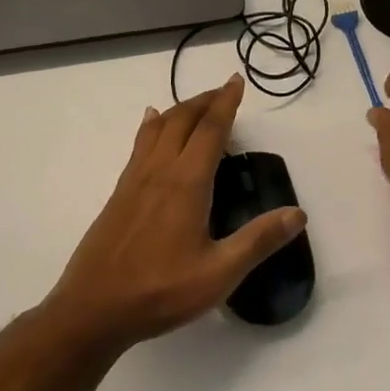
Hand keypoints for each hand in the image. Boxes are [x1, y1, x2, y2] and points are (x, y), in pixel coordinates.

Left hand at [45, 75, 305, 353]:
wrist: (92, 309)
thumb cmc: (160, 291)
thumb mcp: (218, 273)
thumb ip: (258, 241)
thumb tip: (298, 213)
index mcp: (187, 183)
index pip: (210, 129)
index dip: (226, 102)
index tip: (236, 80)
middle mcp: (160, 170)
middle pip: (183, 119)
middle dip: (205, 100)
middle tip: (224, 91)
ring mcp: (135, 180)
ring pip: (158, 127)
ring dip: (180, 108)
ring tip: (196, 104)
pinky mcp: (119, 193)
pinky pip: (140, 143)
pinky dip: (153, 125)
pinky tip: (151, 122)